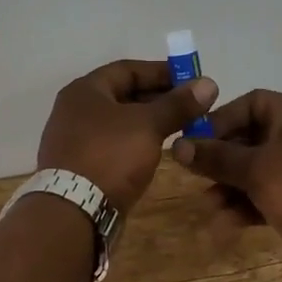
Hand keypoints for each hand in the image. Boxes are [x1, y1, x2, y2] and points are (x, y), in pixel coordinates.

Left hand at [38, 60, 217, 212]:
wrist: (72, 213)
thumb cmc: (109, 156)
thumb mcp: (148, 125)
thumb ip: (177, 104)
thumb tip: (208, 84)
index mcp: (85, 90)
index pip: (127, 69)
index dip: (161, 72)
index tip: (190, 81)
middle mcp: (74, 110)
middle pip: (122, 95)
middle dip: (158, 99)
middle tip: (191, 107)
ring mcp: (74, 139)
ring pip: (119, 122)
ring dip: (149, 122)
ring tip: (181, 128)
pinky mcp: (79, 166)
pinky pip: (113, 145)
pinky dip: (135, 143)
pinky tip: (156, 151)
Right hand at [170, 89, 281, 260]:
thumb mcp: (255, 170)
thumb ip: (215, 157)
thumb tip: (177, 145)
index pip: (250, 103)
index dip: (221, 119)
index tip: (198, 141)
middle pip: (250, 138)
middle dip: (221, 161)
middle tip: (198, 178)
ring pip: (258, 170)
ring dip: (231, 187)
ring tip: (211, 208)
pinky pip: (271, 193)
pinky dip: (250, 204)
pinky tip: (228, 224)